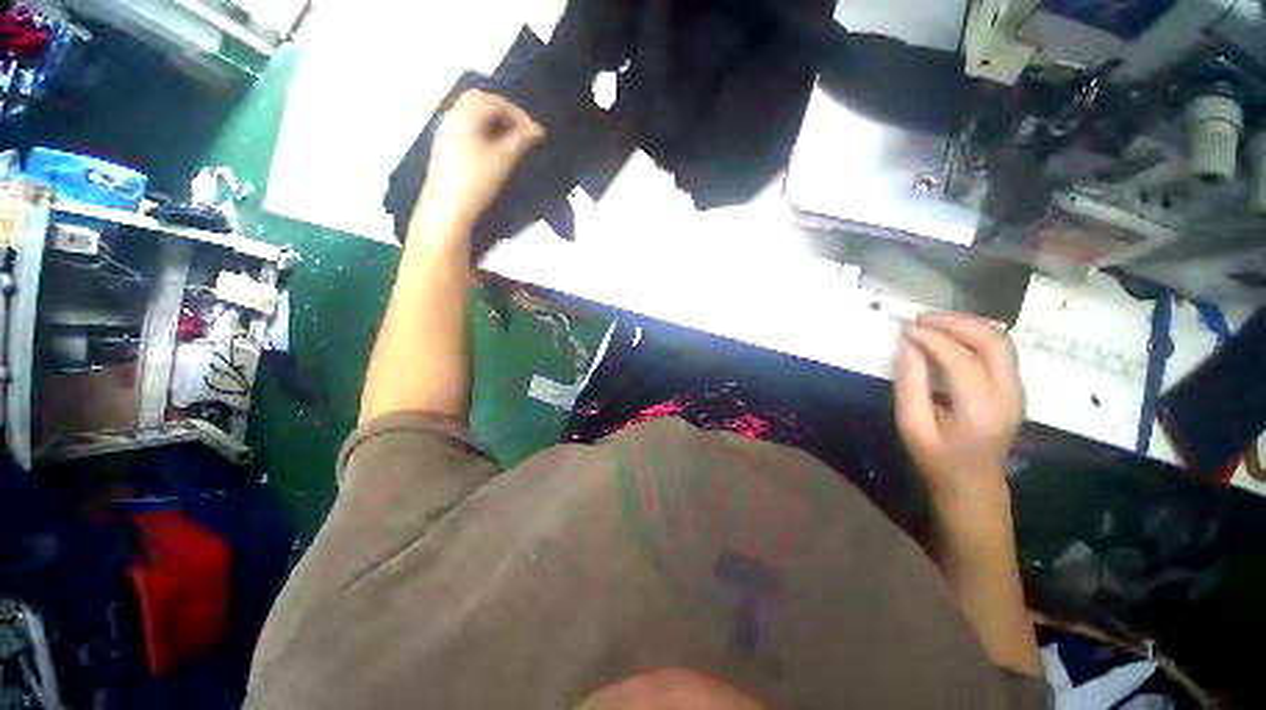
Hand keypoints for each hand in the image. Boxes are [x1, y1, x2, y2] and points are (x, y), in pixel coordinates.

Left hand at [415, 90, 545, 234]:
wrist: (448, 206)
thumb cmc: (477, 181)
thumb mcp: (503, 160)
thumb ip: (521, 141)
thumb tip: (537, 131)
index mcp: (466, 114)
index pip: (496, 103)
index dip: (520, 115)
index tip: (536, 133)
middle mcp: (453, 115)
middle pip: (481, 101)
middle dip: (505, 111)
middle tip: (523, 130)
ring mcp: (446, 129)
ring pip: (472, 112)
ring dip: (494, 120)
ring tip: (512, 139)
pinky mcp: (444, 144)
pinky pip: (466, 125)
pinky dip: (483, 128)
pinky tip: (493, 146)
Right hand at [894, 312, 1023, 526]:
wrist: (973, 483)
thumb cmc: (935, 459)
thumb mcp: (911, 425)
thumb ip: (909, 384)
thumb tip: (908, 346)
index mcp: (980, 411)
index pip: (961, 359)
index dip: (932, 338)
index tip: (904, 328)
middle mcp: (1009, 395)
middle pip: (993, 341)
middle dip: (956, 321)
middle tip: (922, 317)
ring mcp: (1018, 390)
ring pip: (1002, 340)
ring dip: (968, 323)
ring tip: (934, 321)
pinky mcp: (1016, 387)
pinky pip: (1001, 349)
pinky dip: (976, 334)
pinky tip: (951, 333)